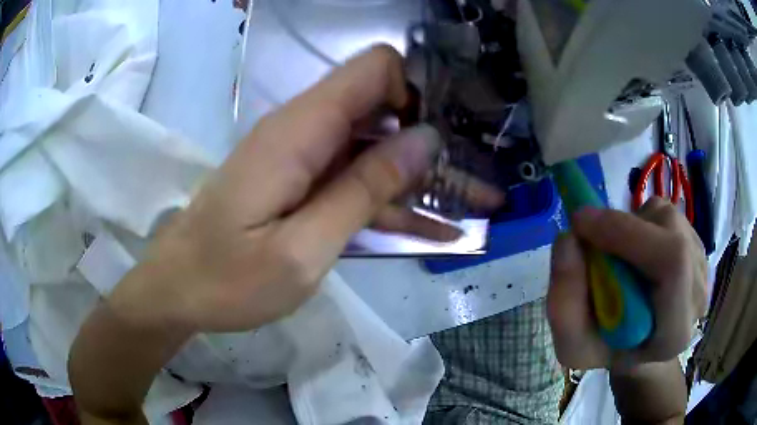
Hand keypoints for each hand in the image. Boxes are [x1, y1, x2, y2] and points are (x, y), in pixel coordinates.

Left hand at [107, 45, 501, 333]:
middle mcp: (303, 129)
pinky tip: (431, 231)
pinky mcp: (298, 181)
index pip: (375, 69)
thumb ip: (364, 190)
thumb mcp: (302, 249)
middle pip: (381, 106)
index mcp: (301, 130)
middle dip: (429, 141)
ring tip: (467, 210)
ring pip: (373, 146)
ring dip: (418, 178)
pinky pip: (354, 178)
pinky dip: (390, 201)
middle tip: (468, 185)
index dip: (414, 94)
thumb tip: (424, 140)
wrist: (177, 290)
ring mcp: (301, 156)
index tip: (439, 142)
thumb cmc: (227, 280)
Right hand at [547, 197, 706, 369]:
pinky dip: (642, 225)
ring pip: (665, 218)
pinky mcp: (699, 244)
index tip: (581, 226)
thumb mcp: (574, 346)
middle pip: (669, 232)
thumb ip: (564, 304)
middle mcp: (699, 292)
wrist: (641, 344)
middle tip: (591, 240)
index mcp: (675, 331)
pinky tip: (638, 254)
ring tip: (620, 261)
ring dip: (631, 228)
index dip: (627, 233)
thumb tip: (568, 239)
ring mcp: (703, 264)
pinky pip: (666, 216)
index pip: (671, 262)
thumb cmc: (609, 350)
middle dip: (622, 228)